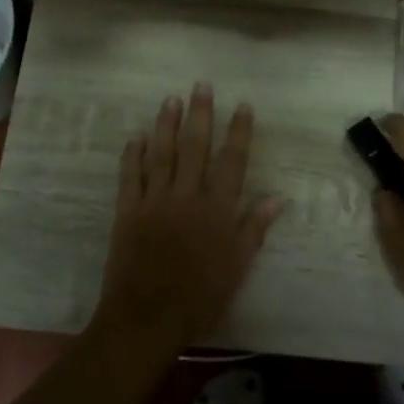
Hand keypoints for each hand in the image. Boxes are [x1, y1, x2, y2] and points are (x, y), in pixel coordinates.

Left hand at [93, 85, 281, 356]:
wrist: (147, 318)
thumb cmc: (200, 297)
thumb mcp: (237, 268)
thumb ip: (253, 229)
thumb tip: (276, 197)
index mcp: (217, 210)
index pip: (231, 162)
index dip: (238, 132)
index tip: (243, 106)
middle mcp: (186, 197)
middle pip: (195, 147)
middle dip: (200, 115)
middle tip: (201, 86)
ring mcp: (154, 201)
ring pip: (161, 154)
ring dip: (166, 125)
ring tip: (170, 99)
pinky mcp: (127, 212)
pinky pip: (130, 176)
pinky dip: (132, 155)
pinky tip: (137, 136)